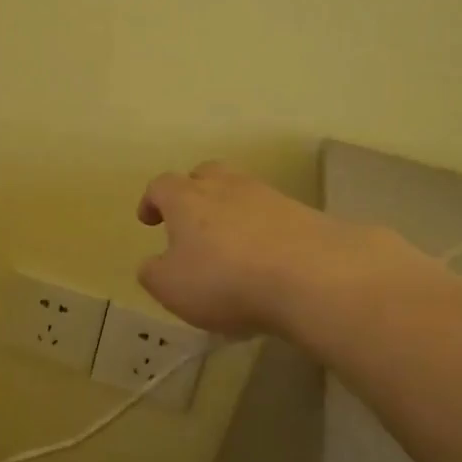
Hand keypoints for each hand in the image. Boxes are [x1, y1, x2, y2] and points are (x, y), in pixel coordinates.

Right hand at [136, 162, 404, 337]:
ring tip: (230, 247)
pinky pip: (273, 216)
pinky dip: (263, 232)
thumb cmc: (225, 279)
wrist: (313, 276)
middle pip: (206, 175)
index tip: (148, 220)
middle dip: (194, 193)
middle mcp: (227, 187)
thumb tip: (153, 264)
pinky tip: (265, 261)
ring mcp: (269, 197)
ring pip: (242, 193)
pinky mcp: (304, 215)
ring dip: (232, 212)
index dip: (151, 201)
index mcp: (187, 199)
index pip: (161, 186)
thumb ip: (153, 273)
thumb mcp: (170, 287)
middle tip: (190, 221)